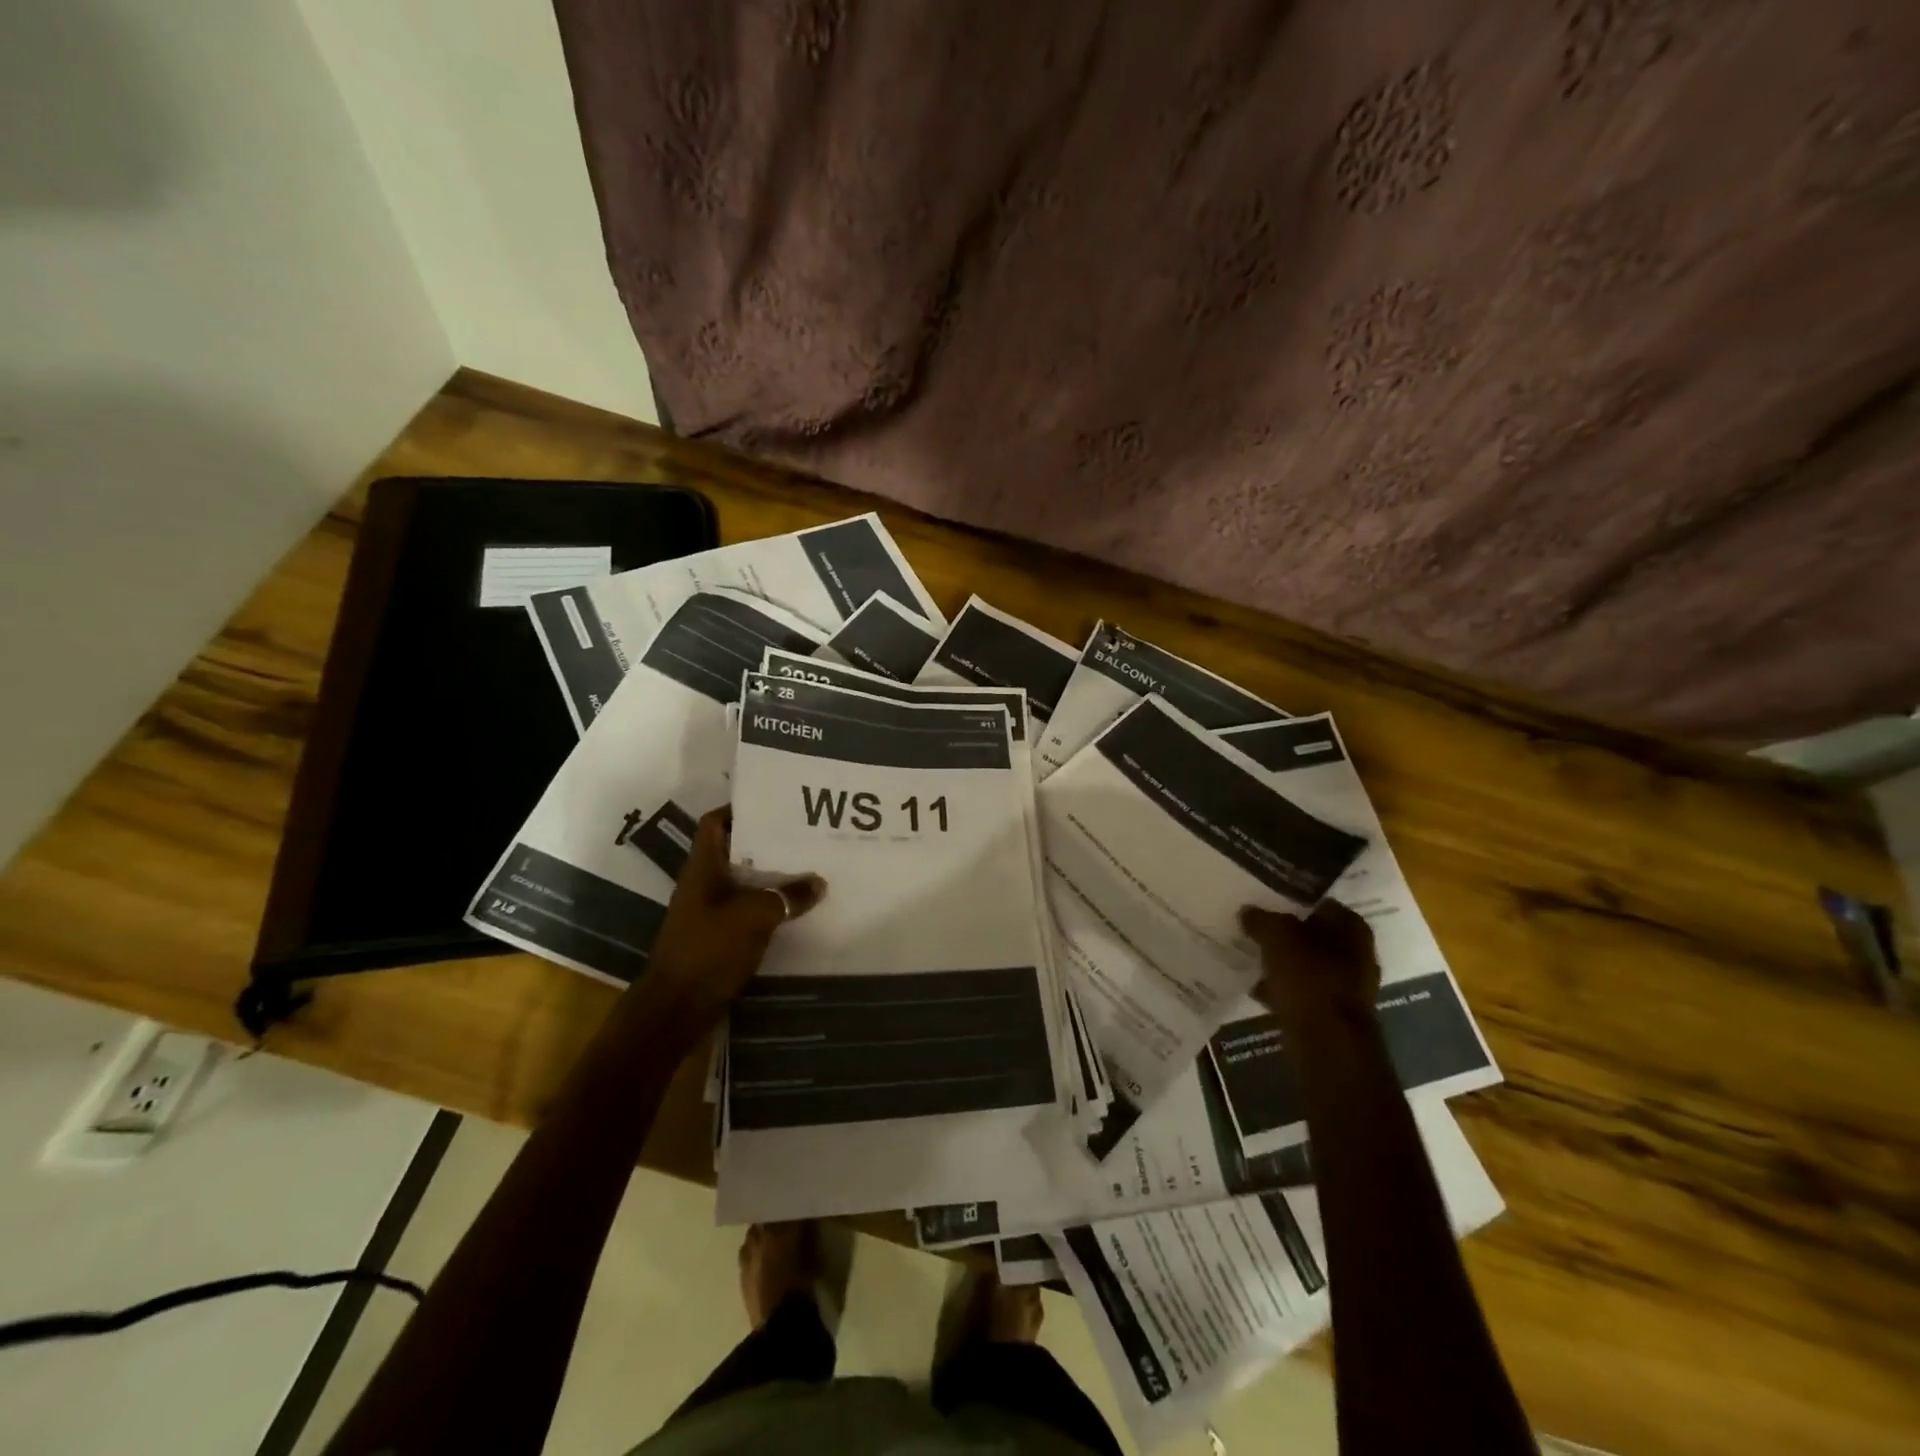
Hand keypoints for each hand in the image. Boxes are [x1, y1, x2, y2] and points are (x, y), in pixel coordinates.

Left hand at [641, 808, 824, 1031]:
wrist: (676, 1009)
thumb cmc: (708, 950)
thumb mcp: (753, 917)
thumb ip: (786, 897)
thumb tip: (818, 883)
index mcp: (702, 868)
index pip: (715, 823)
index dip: (740, 808)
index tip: (774, 803)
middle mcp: (704, 884)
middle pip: (737, 851)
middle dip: (768, 843)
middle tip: (805, 835)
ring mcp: (710, 912)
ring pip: (746, 882)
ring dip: (773, 876)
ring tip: (810, 867)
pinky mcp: (720, 937)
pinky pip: (749, 910)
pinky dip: (771, 906)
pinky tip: (798, 907)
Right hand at [1240, 899, 1379, 1031]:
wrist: (1327, 1042)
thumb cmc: (1309, 977)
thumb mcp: (1277, 937)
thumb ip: (1261, 920)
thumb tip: (1248, 912)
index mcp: (1352, 928)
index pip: (1322, 903)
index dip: (1294, 901)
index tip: (1267, 902)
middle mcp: (1358, 955)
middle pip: (1315, 936)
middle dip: (1287, 935)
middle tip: (1256, 929)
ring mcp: (1348, 988)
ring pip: (1307, 965)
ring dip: (1283, 964)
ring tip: (1252, 958)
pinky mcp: (1333, 1014)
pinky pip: (1303, 993)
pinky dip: (1284, 990)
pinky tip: (1259, 990)